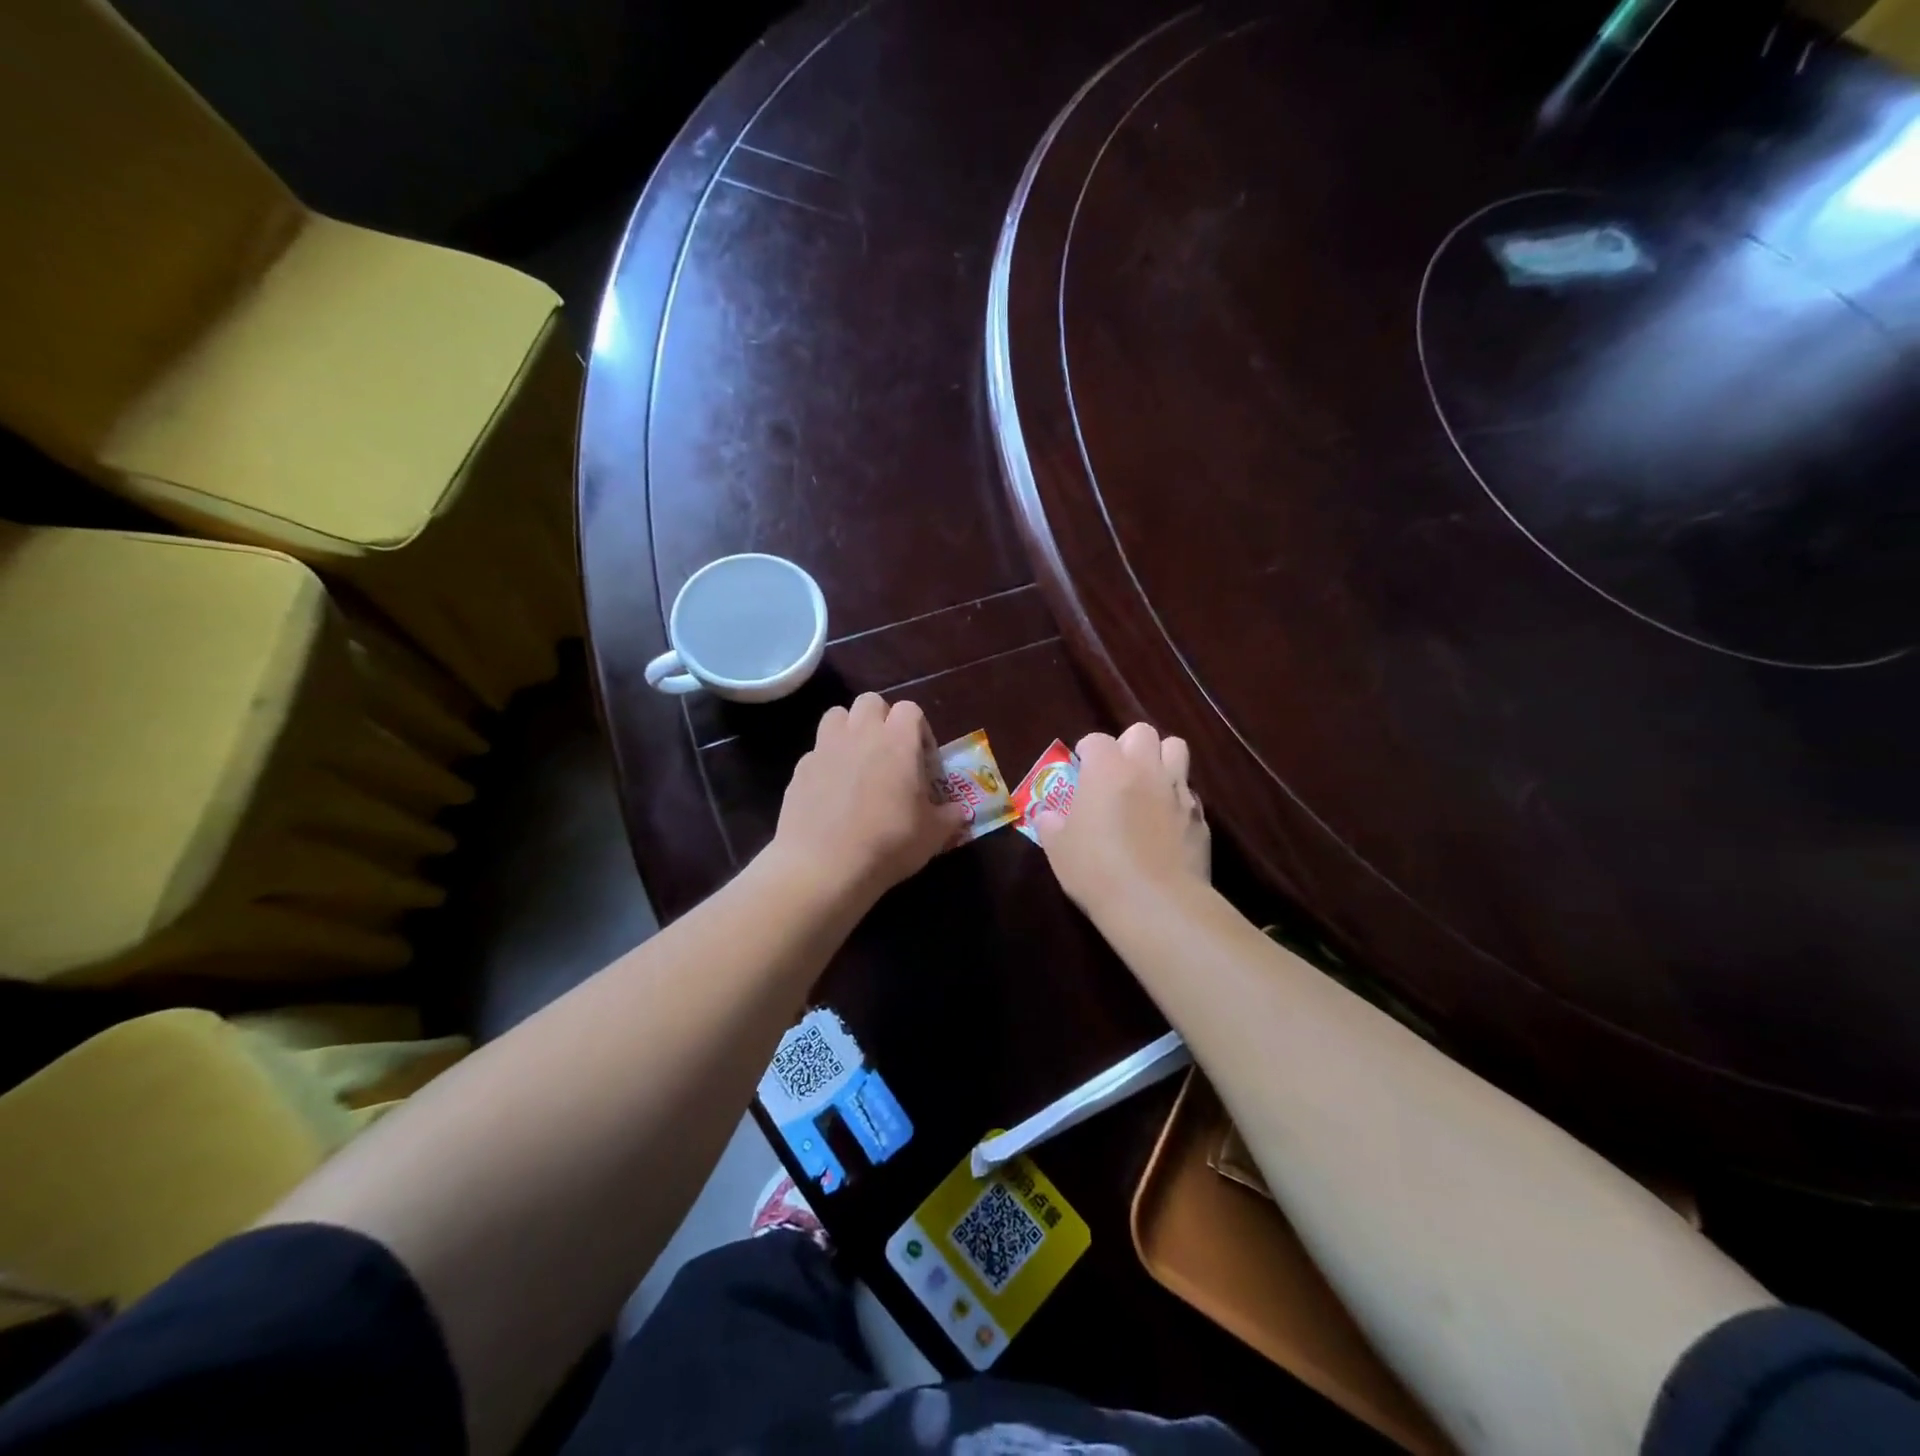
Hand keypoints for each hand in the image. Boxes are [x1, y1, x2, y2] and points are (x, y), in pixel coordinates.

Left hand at [771, 694, 968, 903]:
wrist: (824, 866)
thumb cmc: (888, 844)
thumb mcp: (933, 835)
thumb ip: (950, 816)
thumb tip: (959, 811)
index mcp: (897, 741)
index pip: (910, 709)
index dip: (920, 730)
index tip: (924, 761)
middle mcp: (860, 734)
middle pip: (871, 702)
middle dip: (882, 719)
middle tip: (890, 754)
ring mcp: (825, 748)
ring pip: (836, 716)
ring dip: (850, 730)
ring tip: (858, 763)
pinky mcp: (799, 769)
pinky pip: (816, 752)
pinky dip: (826, 763)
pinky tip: (832, 793)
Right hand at [1036, 722, 1208, 914]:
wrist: (1156, 904)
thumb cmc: (1097, 870)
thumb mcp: (1059, 849)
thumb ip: (1051, 824)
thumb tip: (1047, 815)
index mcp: (1107, 769)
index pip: (1096, 739)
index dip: (1087, 751)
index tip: (1081, 769)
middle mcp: (1145, 769)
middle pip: (1143, 732)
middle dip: (1129, 745)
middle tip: (1117, 772)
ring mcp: (1178, 790)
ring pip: (1177, 749)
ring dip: (1161, 759)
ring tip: (1148, 785)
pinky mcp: (1200, 817)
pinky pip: (1189, 792)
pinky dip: (1177, 798)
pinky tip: (1166, 823)